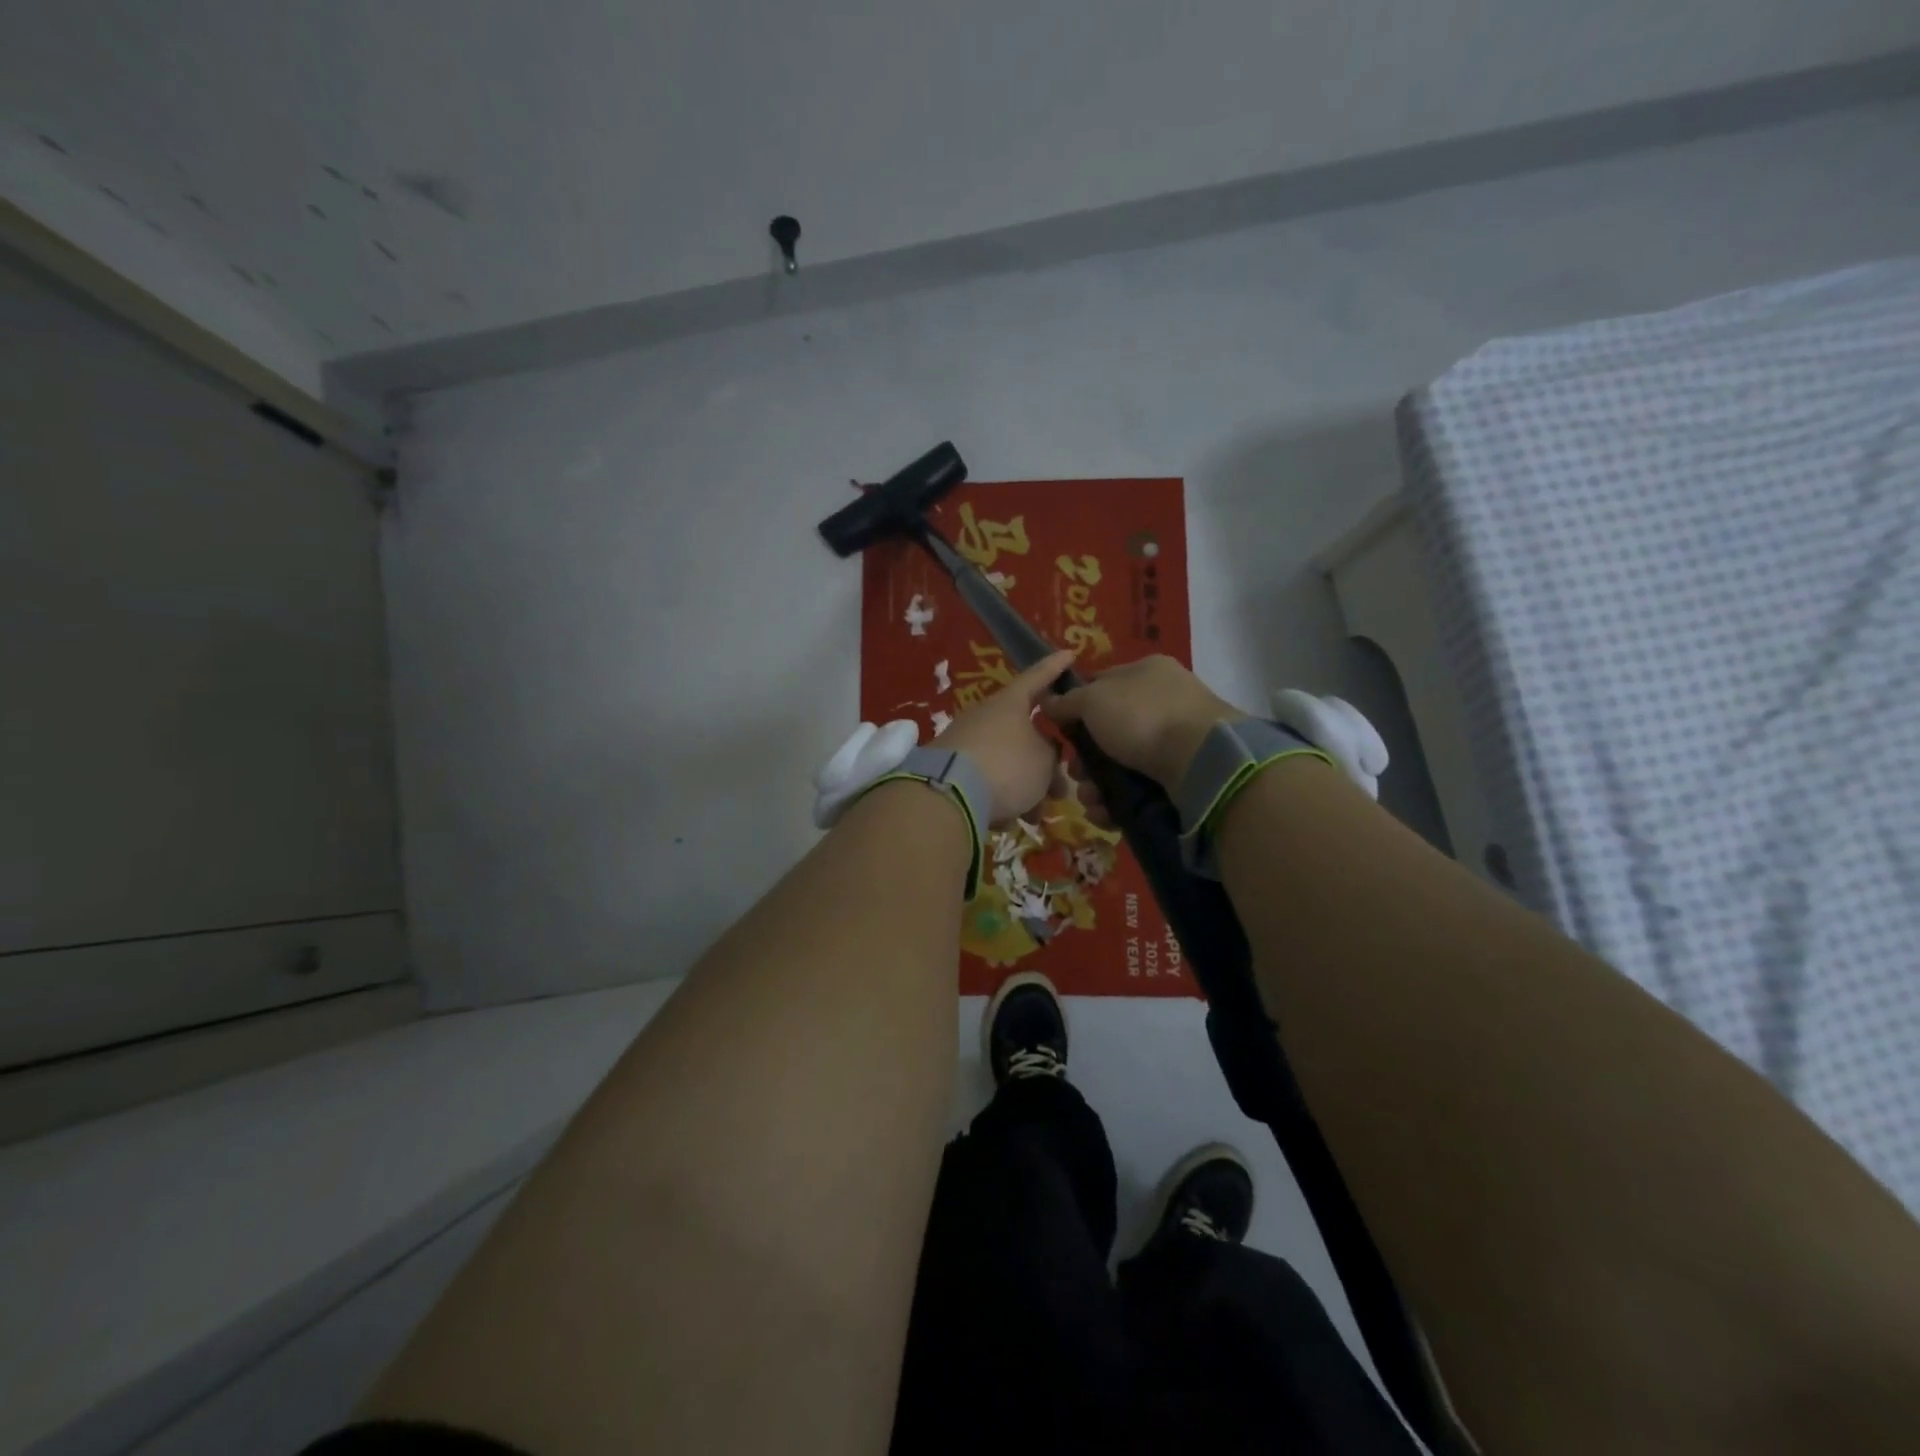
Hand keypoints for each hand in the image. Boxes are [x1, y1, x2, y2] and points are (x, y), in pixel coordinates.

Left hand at [933, 649, 1077, 824]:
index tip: (1069, 654)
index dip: (1055, 668)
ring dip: (1025, 789)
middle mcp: (985, 716)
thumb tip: (1043, 754)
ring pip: (1007, 762)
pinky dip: (998, 798)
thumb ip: (1051, 754)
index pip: (1038, 677)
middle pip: (1024, 734)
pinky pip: (985, 780)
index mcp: (1010, 703)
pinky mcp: (949, 768)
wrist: (947, 794)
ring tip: (1034, 816)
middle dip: (1045, 765)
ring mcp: (964, 741)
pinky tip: (1003, 821)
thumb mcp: (1044, 762)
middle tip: (1060, 790)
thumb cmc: (1007, 767)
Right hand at [1042, 655, 1246, 790]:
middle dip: (1085, 758)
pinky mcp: (1182, 776)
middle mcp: (1163, 701)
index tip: (1058, 731)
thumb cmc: (1142, 716)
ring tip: (1090, 801)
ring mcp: (1176, 740)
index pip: (1101, 684)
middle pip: (1109, 731)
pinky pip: (1140, 787)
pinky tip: (1106, 813)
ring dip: (1097, 785)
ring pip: (1122, 764)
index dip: (1075, 706)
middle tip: (1074, 774)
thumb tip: (1047, 701)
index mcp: (1147, 672)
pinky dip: (1119, 801)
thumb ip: (1067, 701)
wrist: (1201, 759)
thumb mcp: (1094, 700)